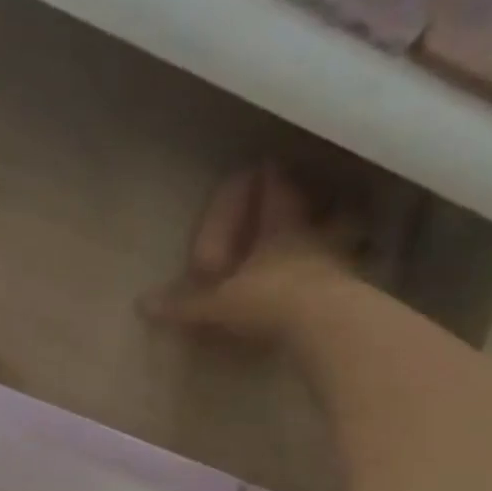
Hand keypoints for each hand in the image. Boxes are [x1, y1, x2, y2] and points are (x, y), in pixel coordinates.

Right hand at [140, 164, 360, 342]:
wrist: (327, 326)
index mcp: (278, 230)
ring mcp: (336, 264)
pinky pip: (339, 275)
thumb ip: (184, 304)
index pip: (274, 194)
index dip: (268, 179)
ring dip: (330, 234)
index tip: (266, 163)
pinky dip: (333, 273)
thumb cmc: (269, 300)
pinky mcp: (349, 293)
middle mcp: (311, 239)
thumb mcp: (217, 304)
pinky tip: (328, 281)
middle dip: (302, 204)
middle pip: (309, 212)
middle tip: (300, 197)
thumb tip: (142, 304)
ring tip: (329, 235)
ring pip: (335, 238)